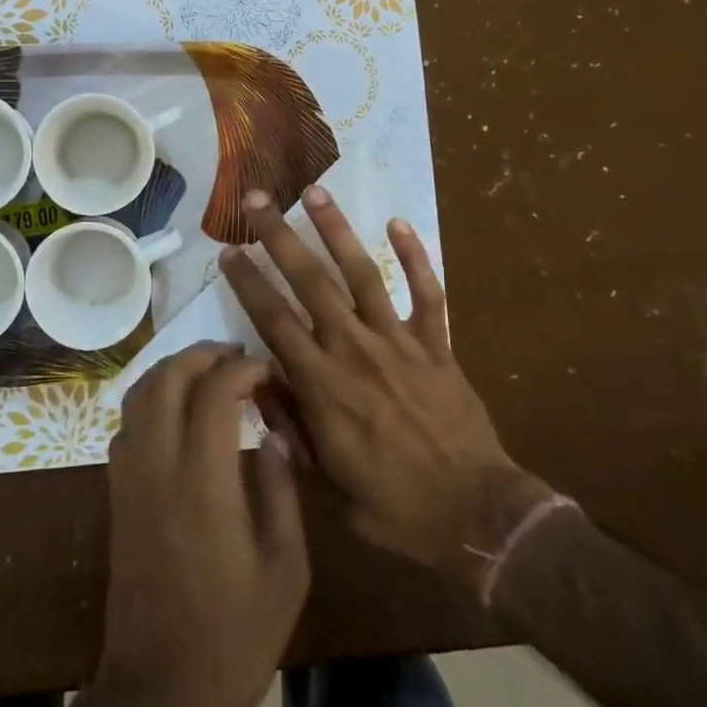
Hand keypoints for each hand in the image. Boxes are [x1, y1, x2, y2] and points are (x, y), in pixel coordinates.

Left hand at [98, 342, 308, 706]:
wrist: (159, 690)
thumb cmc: (234, 636)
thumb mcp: (285, 570)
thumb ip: (281, 492)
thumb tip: (274, 436)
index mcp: (204, 482)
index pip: (214, 393)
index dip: (241, 369)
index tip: (266, 370)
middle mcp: (158, 466)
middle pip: (167, 379)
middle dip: (201, 355)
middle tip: (235, 356)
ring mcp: (129, 478)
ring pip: (138, 395)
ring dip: (171, 370)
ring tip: (207, 372)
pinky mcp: (115, 494)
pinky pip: (126, 423)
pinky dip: (150, 398)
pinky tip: (176, 412)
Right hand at [219, 187, 548, 587]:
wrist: (476, 515)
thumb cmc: (394, 505)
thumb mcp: (327, 483)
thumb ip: (291, 428)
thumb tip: (259, 383)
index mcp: (323, 385)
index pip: (274, 321)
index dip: (248, 283)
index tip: (229, 251)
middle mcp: (355, 349)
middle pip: (310, 282)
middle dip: (279, 237)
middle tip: (257, 199)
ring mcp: (399, 342)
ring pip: (362, 273)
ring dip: (337, 230)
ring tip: (315, 191)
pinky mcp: (437, 344)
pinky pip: (426, 292)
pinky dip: (414, 256)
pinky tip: (397, 223)